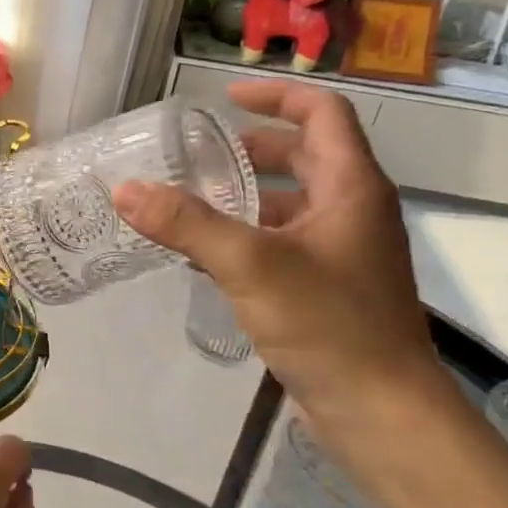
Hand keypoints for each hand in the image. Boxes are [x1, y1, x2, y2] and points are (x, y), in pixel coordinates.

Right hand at [114, 79, 443, 433]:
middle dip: (251, 148)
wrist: (381, 412)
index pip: (322, 113)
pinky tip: (205, 255)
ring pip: (291, 203)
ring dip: (244, 195)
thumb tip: (125, 190)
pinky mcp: (328, 286)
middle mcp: (352, 210)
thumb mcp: (251, 265)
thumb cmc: (328, 324)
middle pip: (305, 156)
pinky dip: (247, 235)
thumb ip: (187, 224)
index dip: (276, 96)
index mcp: (351, 187)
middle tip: (198, 156)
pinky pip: (283, 242)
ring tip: (190, 203)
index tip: (225, 98)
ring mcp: (343, 251)